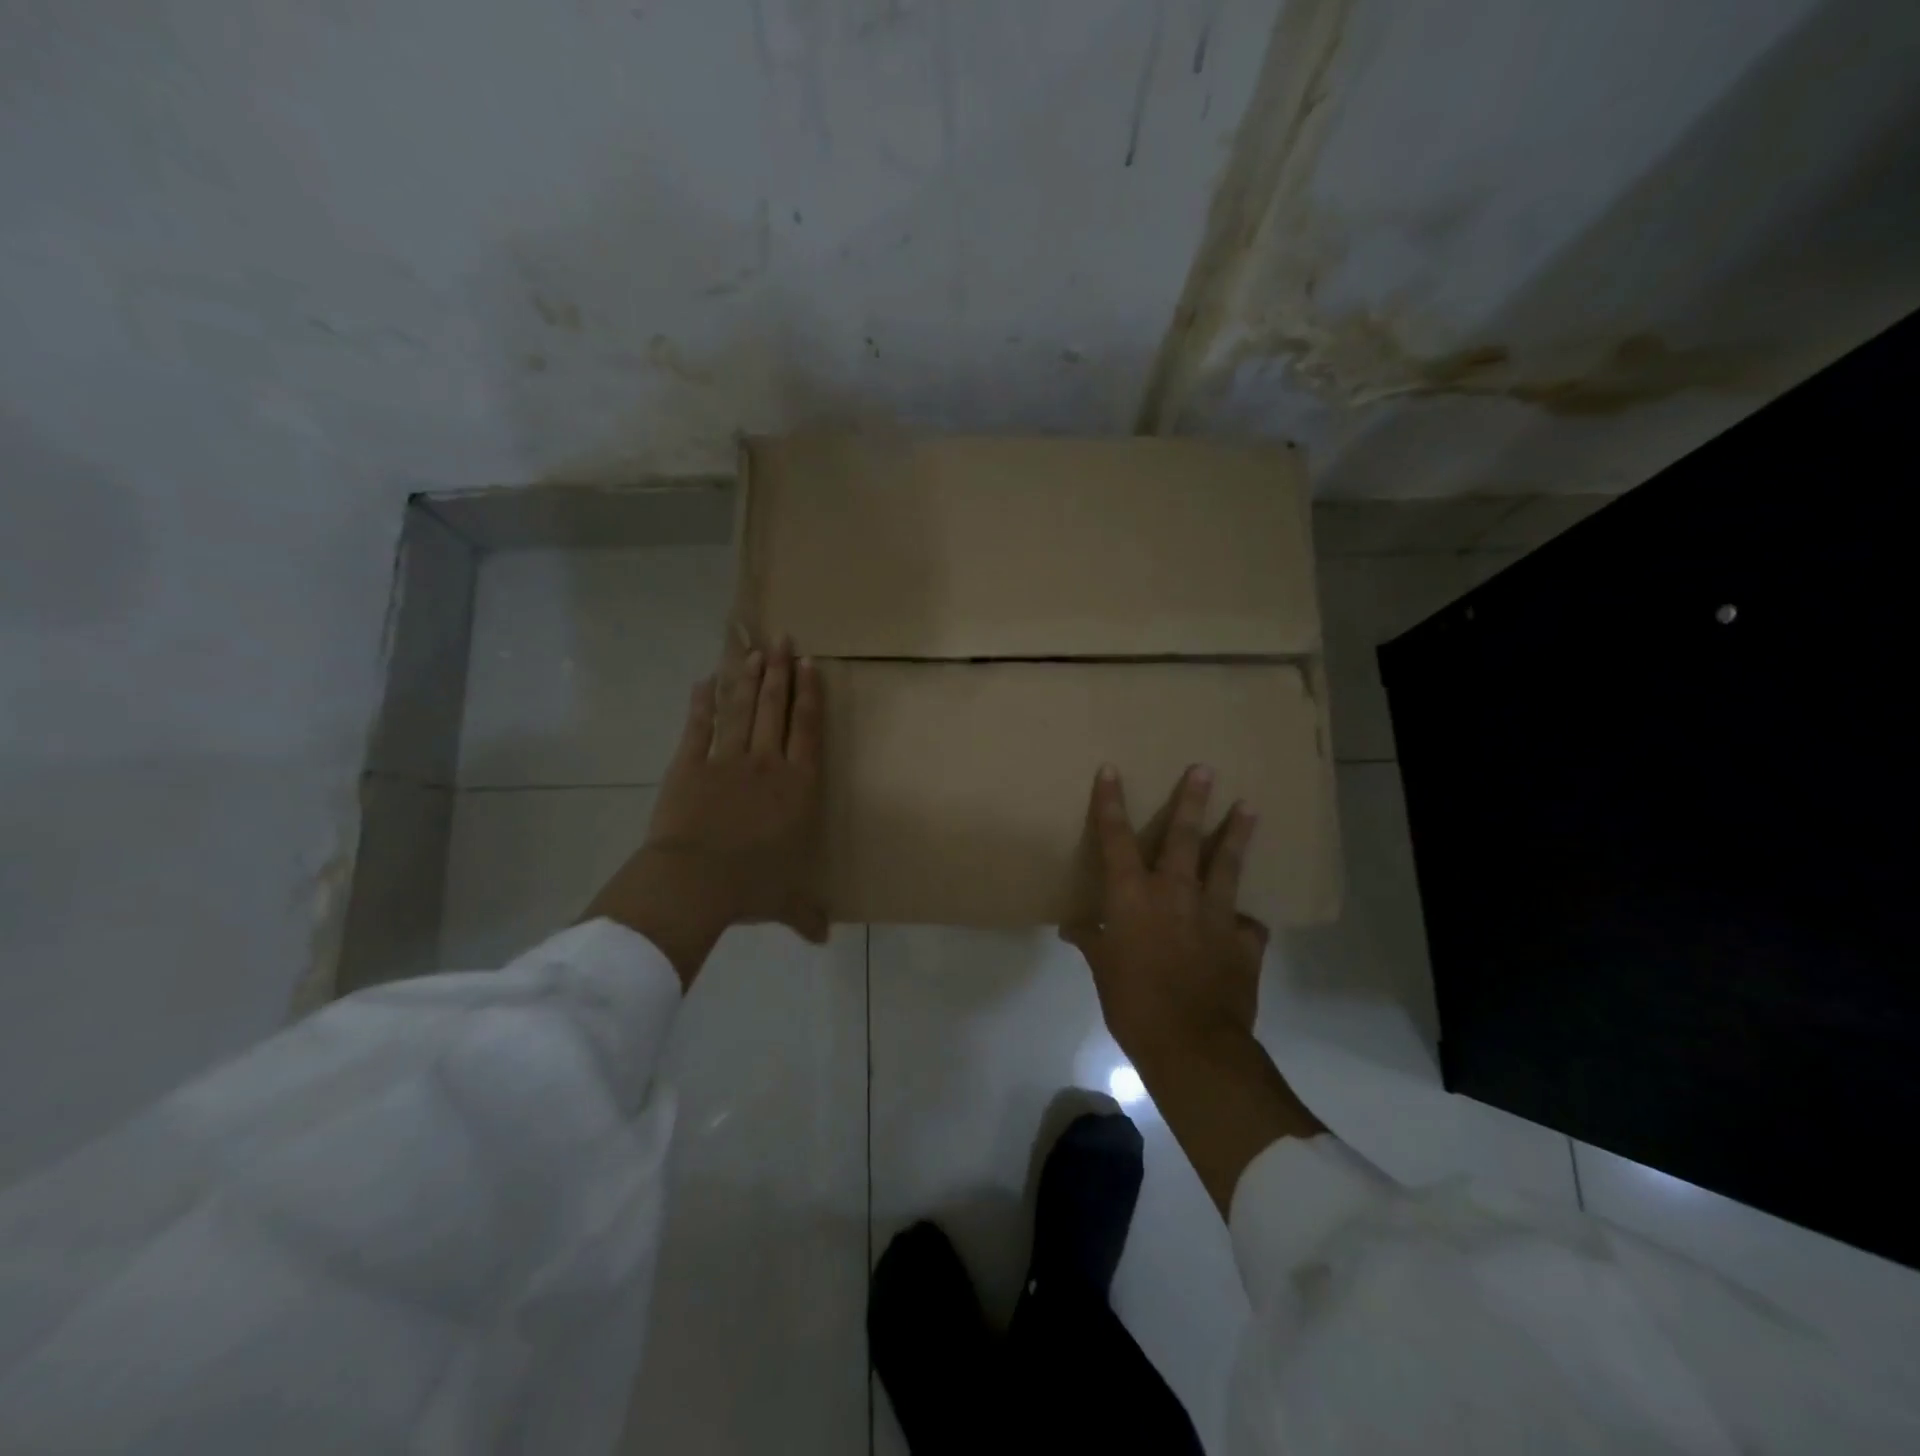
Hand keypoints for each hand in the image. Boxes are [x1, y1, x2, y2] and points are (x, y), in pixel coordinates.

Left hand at [584, 637, 826, 986]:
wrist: (695, 881)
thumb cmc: (751, 887)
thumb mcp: (786, 901)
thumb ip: (806, 913)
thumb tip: (824, 938)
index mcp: (797, 788)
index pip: (807, 731)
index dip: (810, 696)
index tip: (811, 666)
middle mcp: (766, 764)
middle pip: (776, 709)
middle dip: (780, 673)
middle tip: (784, 641)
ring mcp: (726, 760)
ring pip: (742, 709)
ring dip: (748, 678)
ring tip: (754, 651)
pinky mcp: (689, 765)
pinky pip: (699, 727)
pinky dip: (702, 703)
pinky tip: (705, 680)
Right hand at [1063, 764, 1266, 1063]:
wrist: (1192, 1044)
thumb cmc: (1132, 1004)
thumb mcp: (1102, 971)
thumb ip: (1091, 941)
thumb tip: (1073, 927)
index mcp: (1132, 896)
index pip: (1116, 839)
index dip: (1111, 803)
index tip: (1111, 770)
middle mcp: (1174, 893)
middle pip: (1183, 836)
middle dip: (1192, 800)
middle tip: (1205, 769)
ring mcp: (1215, 914)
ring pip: (1226, 864)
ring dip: (1236, 834)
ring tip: (1249, 808)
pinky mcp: (1244, 941)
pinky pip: (1247, 924)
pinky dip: (1244, 920)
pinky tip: (1247, 921)